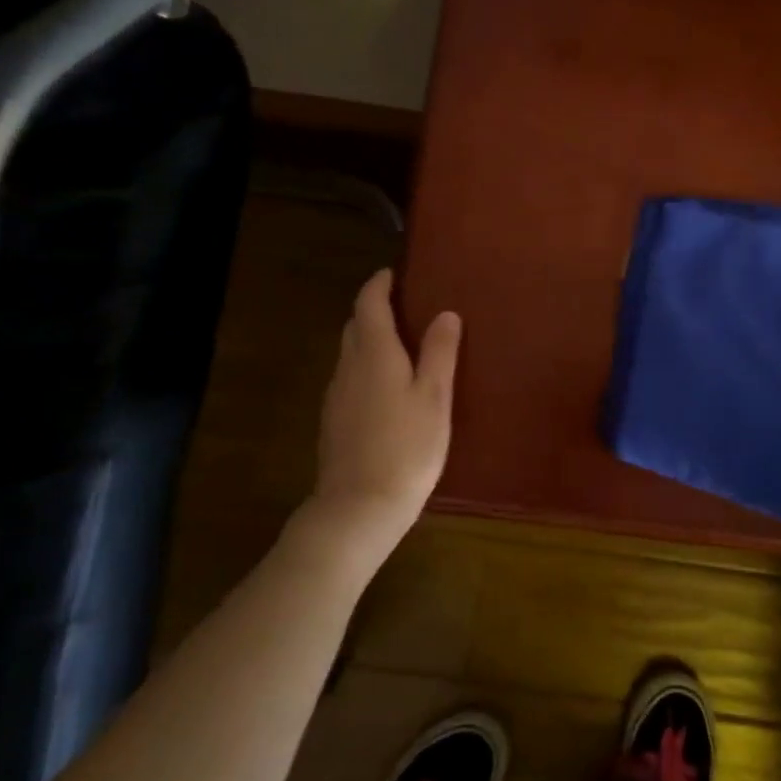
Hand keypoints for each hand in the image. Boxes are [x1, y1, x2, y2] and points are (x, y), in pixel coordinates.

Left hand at [302, 269, 460, 569]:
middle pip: (355, 325)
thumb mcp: (434, 397)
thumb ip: (439, 352)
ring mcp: (336, 395)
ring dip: (370, 338)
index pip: (369, 302)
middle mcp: (348, 366)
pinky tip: (388, 388)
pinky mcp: (334, 420)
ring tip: (403, 345)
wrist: (359, 506)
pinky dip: (367, 367)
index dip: (380, 284)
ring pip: (351, 352)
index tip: (395, 274)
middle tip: (407, 307)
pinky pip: (350, 378)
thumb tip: (445, 312)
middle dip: (375, 309)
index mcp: (374, 352)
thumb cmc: (407, 447)